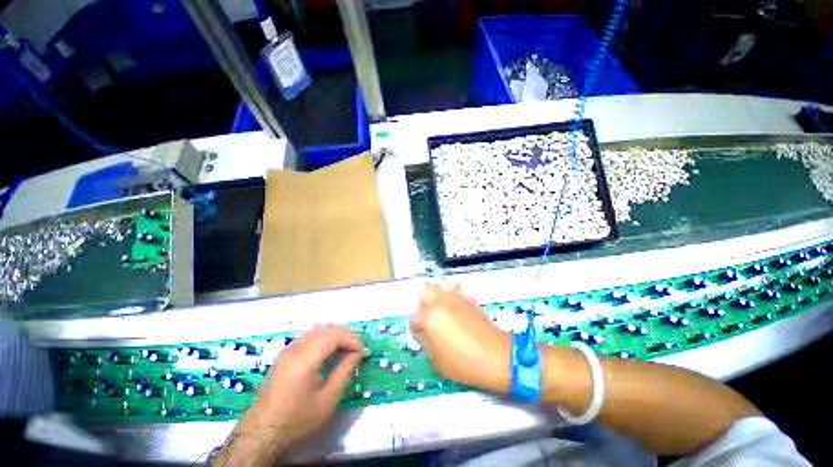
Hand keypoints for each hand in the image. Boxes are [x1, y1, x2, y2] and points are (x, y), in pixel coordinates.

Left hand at [213, 325, 362, 465]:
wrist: (262, 430)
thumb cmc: (297, 418)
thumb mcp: (327, 399)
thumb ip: (345, 371)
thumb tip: (357, 353)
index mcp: (305, 359)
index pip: (334, 335)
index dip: (352, 339)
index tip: (362, 351)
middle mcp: (296, 348)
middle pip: (327, 328)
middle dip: (346, 335)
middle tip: (357, 349)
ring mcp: (288, 348)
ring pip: (318, 329)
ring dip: (335, 334)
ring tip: (346, 348)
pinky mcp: (285, 353)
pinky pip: (309, 336)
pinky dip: (324, 338)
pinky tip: (329, 351)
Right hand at [411, 282, 510, 392]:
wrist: (496, 356)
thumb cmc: (464, 363)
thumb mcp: (437, 361)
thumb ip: (426, 342)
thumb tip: (424, 333)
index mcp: (430, 316)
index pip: (415, 318)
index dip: (417, 329)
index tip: (422, 337)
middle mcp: (441, 301)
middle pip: (425, 292)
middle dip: (424, 304)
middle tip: (429, 318)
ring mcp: (456, 297)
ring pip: (441, 285)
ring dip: (437, 295)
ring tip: (441, 309)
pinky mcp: (469, 298)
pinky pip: (455, 290)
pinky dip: (452, 296)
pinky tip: (456, 310)